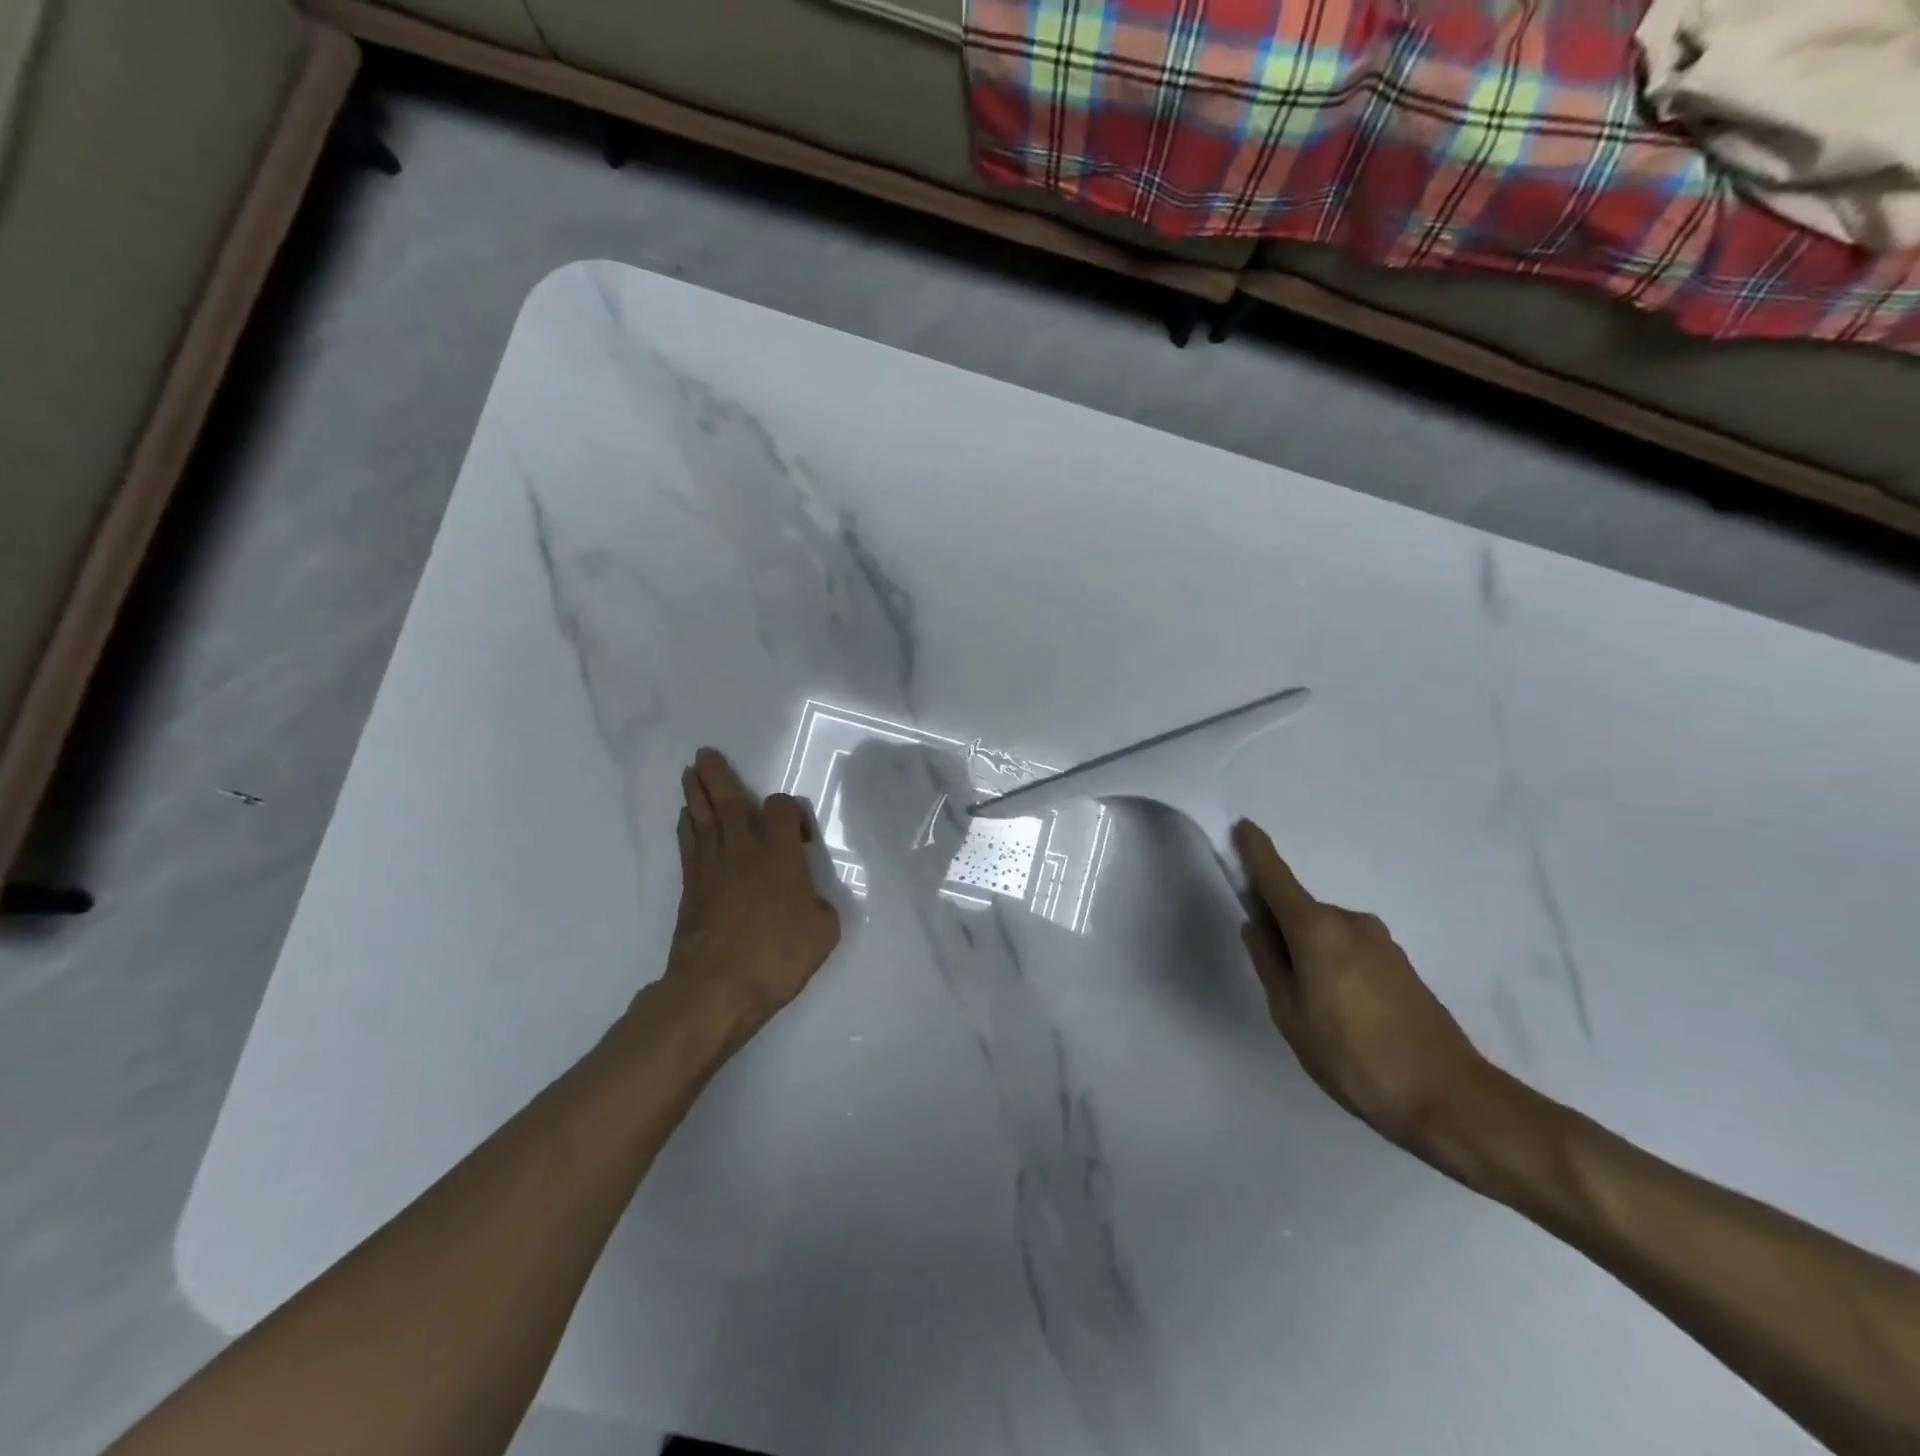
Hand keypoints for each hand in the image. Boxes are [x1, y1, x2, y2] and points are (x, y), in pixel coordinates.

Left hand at [661, 748, 841, 1037]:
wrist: (716, 988)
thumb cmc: (777, 957)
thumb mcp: (823, 933)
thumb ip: (820, 907)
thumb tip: (808, 900)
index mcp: (781, 857)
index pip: (782, 810)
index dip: (792, 811)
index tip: (802, 835)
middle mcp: (744, 852)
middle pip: (729, 803)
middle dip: (717, 776)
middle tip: (704, 753)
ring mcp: (712, 868)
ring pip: (703, 819)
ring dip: (696, 793)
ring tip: (690, 772)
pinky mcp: (690, 888)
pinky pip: (689, 845)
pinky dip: (687, 827)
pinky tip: (686, 817)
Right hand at [1234, 820, 1487, 1157]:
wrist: (1449, 1099)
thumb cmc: (1352, 1056)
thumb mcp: (1290, 1014)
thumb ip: (1269, 963)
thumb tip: (1258, 927)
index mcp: (1317, 929)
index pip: (1277, 879)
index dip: (1256, 852)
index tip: (1243, 826)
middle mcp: (1351, 923)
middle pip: (1301, 912)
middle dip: (1281, 930)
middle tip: (1278, 984)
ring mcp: (1382, 943)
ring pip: (1326, 935)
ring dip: (1310, 955)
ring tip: (1316, 1013)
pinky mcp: (1402, 966)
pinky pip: (1351, 952)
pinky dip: (1335, 967)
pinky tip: (1345, 1017)